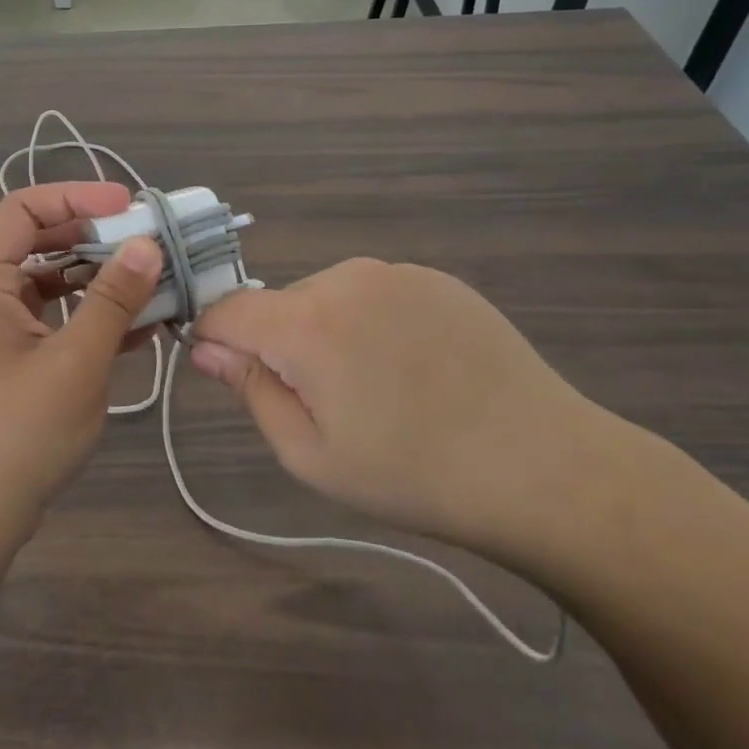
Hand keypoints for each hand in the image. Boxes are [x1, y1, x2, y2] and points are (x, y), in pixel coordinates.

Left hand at [0, 182, 161, 545]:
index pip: (20, 210)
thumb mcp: (75, 363)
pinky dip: (93, 315)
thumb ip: (112, 301)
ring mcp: (0, 330)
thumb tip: (147, 245)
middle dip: (92, 235)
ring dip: (98, 277)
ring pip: (52, 282)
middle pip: (38, 241)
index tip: (125, 205)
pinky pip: (57, 319)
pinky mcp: (16, 359)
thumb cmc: (17, 433)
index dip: (72, 196)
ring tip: (152, 280)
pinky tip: (141, 326)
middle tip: (144, 240)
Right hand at [189, 259, 625, 560]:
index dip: (214, 338)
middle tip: (325, 404)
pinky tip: (414, 368)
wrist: (544, 469)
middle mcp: (345, 279)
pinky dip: (371, 323)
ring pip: (326, 297)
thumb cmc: (413, 474)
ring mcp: (396, 274)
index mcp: (306, 322)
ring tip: (376, 389)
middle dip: (279, 345)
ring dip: (326, 333)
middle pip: (278, 304)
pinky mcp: (437, 279)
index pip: (226, 309)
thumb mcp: (310, 454)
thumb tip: (204, 347)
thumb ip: (249, 390)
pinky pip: (374, 294)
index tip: (229, 374)